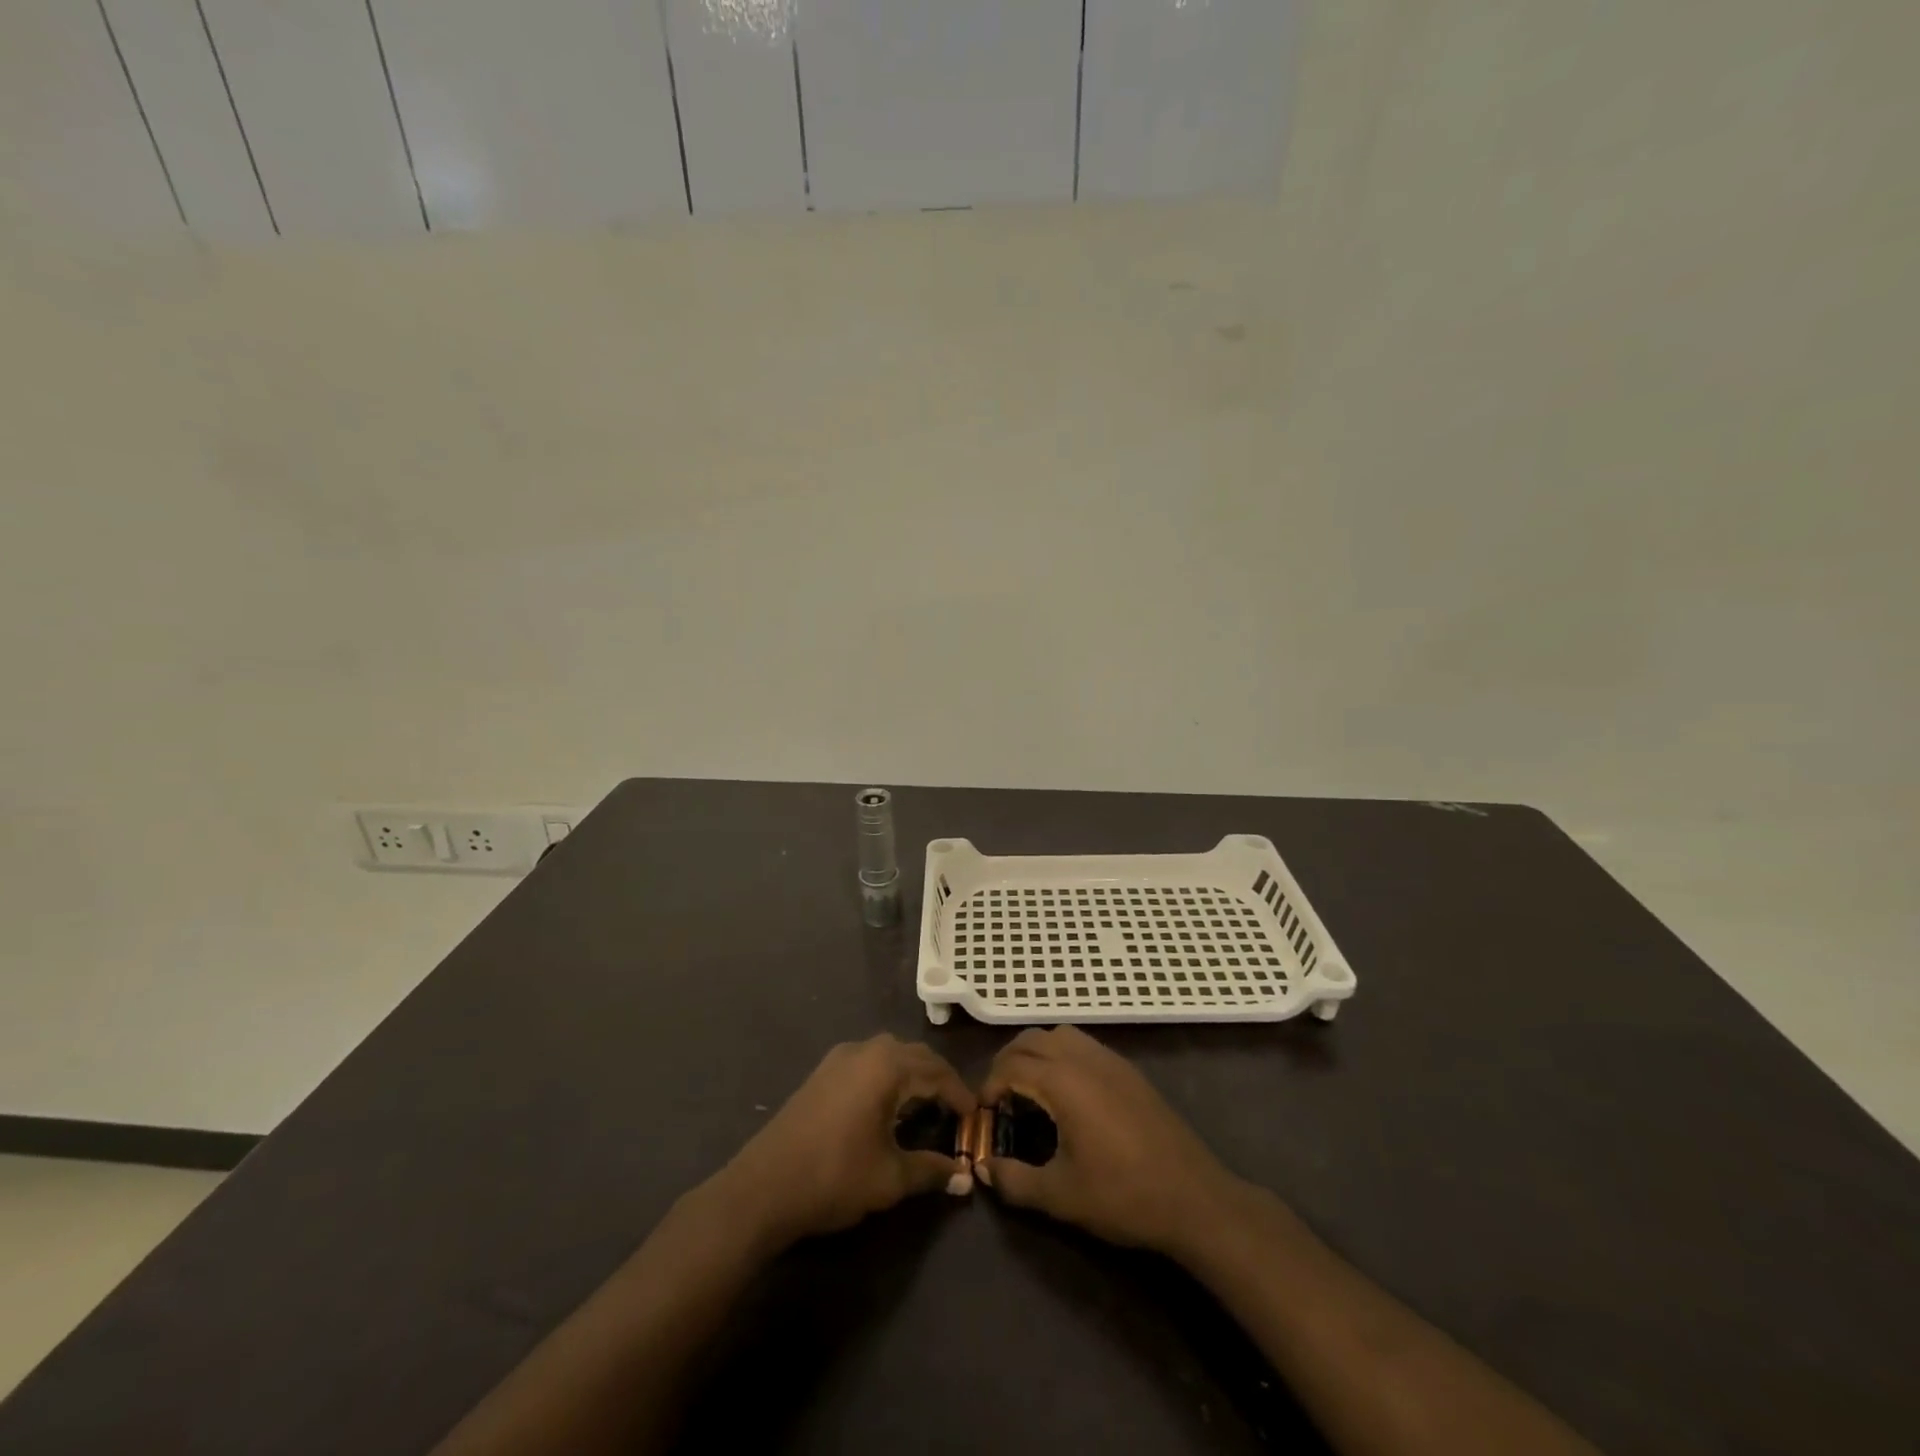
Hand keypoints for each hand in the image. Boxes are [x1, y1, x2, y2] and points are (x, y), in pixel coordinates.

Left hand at [718, 1034, 974, 1244]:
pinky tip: (887, 1105)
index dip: (959, 1094)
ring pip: (889, 1054)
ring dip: (912, 1074)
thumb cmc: (835, 1176)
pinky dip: (887, 1076)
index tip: (975, 1117)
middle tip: (955, 1109)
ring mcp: (839, 1058)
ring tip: (926, 1105)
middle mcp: (865, 1050)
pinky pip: (868, 1062)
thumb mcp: (890, 1178)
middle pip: (914, 1055)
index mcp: (887, 1066)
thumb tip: (965, 1179)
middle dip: (938, 1079)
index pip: (937, 1071)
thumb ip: (931, 1172)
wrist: (763, 1188)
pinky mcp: (822, 1072)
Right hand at [977, 1026, 1243, 1255]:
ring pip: (1059, 1034)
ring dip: (1035, 1052)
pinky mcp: (1128, 1070)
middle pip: (1031, 1039)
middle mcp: (1083, 1058)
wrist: (1193, 1197)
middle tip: (999, 1098)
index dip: (988, 1086)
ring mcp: (1109, 1059)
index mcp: (1062, 1081)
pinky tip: (1066, 1094)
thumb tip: (984, 1171)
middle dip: (1007, 1062)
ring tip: (1029, 1090)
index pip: (1010, 1066)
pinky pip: (1083, 1044)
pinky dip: (1061, 1055)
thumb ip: (1015, 1181)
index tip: (981, 1114)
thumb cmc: (1123, 1196)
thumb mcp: (1061, 1196)